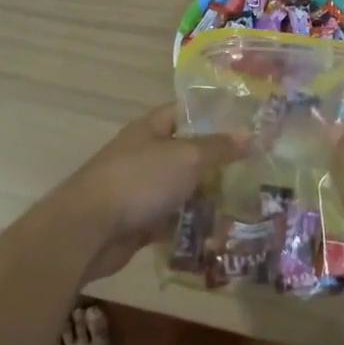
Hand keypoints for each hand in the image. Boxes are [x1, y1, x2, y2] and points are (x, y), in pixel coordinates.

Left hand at [53, 104, 242, 278]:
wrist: (89, 230)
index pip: (185, 112)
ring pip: (181, 189)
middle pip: (186, 153)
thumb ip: (218, 147)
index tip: (245, 124)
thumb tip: (250, 134)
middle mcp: (144, 155)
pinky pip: (172, 220)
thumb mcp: (186, 157)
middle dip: (217, 162)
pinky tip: (220, 232)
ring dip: (207, 197)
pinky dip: (192, 226)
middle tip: (254, 170)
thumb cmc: (139, 181)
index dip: (213, 115)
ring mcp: (140, 190)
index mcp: (150, 129)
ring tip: (246, 203)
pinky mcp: (139, 222)